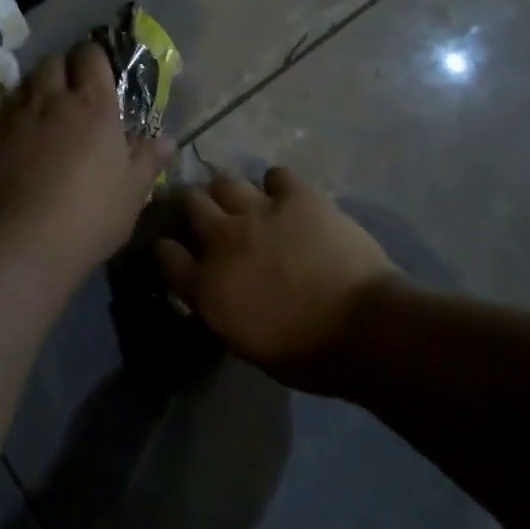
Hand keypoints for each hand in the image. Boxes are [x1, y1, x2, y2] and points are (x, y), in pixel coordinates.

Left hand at [0, 41, 173, 276]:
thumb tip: (166, 140)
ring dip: (34, 92)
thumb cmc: (89, 216)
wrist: (19, 244)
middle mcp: (51, 100)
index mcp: (93, 106)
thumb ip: (148, 160)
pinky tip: (14, 147)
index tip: (97, 72)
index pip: (91, 56)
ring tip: (42, 117)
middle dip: (62, 69)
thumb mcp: (132, 193)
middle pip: (52, 62)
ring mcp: (13, 117)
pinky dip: (10, 122)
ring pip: (23, 85)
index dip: (94, 58)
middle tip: (69, 94)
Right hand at [155, 167, 400, 393]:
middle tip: (204, 214)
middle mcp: (223, 239)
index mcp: (207, 286)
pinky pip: (274, 174)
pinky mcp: (295, 195)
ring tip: (242, 202)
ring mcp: (258, 211)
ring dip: (228, 191)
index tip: (172, 248)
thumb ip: (220, 306)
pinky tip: (285, 197)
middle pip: (188, 202)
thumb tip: (213, 289)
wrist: (365, 327)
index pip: (165, 254)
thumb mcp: (246, 342)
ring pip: (224, 180)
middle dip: (191, 205)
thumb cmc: (308, 353)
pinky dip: (277, 185)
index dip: (165, 248)